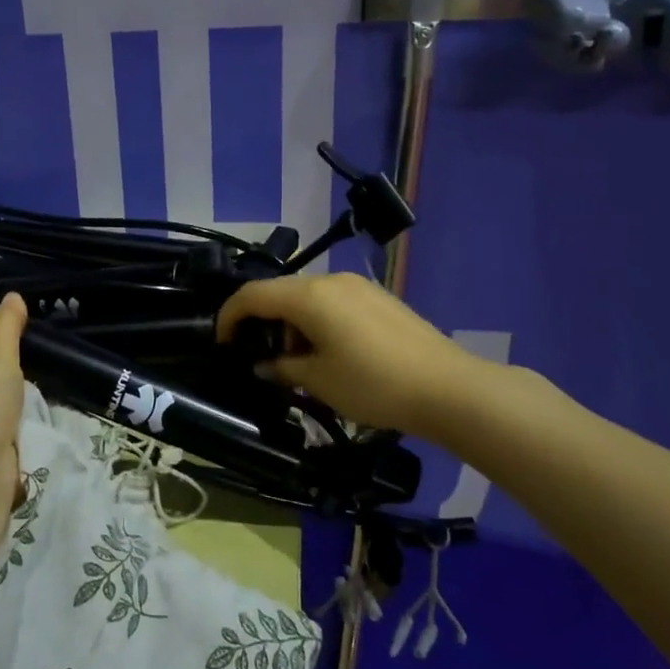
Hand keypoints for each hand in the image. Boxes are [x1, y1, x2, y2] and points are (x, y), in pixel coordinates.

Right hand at [216, 271, 475, 438]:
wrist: (448, 388)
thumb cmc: (373, 384)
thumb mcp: (318, 380)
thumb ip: (281, 368)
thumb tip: (261, 365)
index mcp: (309, 296)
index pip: (252, 295)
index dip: (229, 316)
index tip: (221, 343)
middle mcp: (331, 281)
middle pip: (280, 292)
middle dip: (262, 323)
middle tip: (262, 361)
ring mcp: (358, 287)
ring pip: (307, 297)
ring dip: (291, 324)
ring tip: (298, 364)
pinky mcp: (378, 298)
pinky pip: (332, 302)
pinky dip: (316, 322)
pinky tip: (329, 354)